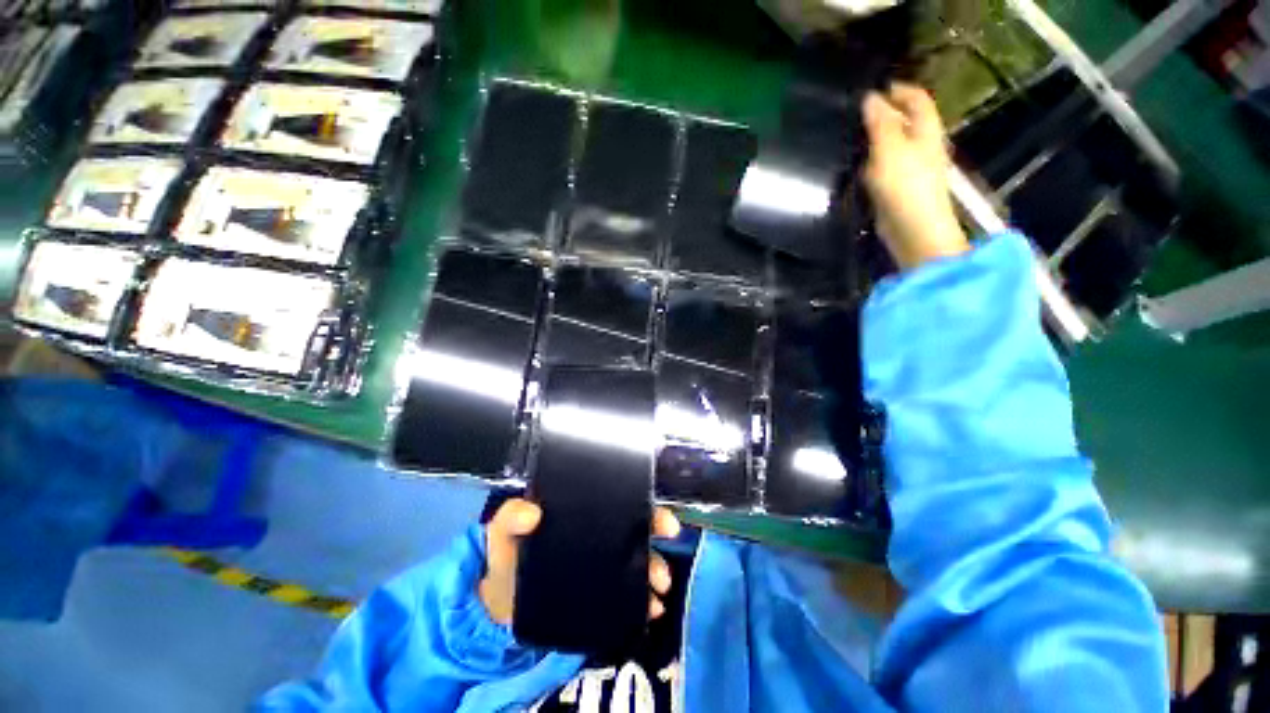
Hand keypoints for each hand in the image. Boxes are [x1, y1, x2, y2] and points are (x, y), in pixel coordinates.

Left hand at [478, 498, 681, 624]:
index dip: (641, 501)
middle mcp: (597, 533)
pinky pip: (627, 593)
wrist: (499, 606)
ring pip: (636, 559)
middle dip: (656, 531)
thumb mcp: (503, 531)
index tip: (659, 513)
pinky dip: (642, 601)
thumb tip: (532, 512)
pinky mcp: (599, 593)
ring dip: (654, 568)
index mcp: (580, 511)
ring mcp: (600, 563)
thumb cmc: (507, 556)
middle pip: (634, 525)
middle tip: (668, 540)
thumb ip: (510, 517)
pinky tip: (650, 609)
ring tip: (659, 585)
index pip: (616, 499)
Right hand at [862, 82, 969, 269]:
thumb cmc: (906, 186)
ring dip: (874, 139)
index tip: (871, 90)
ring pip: (892, 144)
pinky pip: (884, 166)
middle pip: (905, 120)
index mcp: (926, 129)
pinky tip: (854, 165)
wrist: (913, 229)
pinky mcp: (898, 187)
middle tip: (854, 114)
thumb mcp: (890, 148)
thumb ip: (880, 123)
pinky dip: (871, 161)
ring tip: (849, 137)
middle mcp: (922, 144)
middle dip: (883, 113)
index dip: (897, 89)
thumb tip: (870, 97)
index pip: (917, 98)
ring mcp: (911, 167)